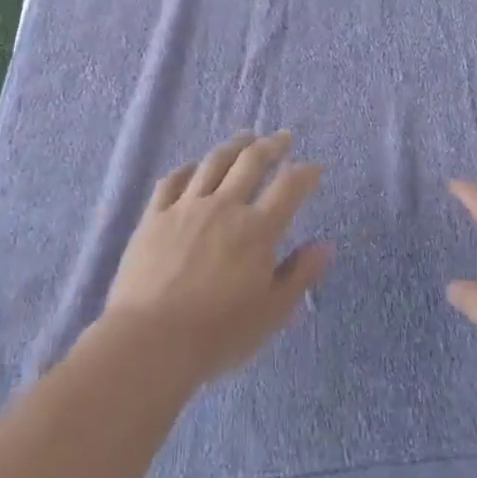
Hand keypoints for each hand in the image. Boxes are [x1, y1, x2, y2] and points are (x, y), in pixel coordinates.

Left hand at [106, 131, 332, 384]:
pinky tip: (194, 166)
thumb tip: (325, 246)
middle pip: (251, 162)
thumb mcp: (271, 312)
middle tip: (283, 137)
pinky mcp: (154, 216)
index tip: (314, 168)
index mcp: (257, 229)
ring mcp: (186, 207)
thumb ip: (300, 275)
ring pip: (213, 162)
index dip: (305, 173)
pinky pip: (172, 181)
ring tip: (245, 138)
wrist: (151, 340)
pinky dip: (188, 168)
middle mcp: (224, 206)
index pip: (289, 187)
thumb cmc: (218, 333)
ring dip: (233, 146)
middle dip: (271, 145)